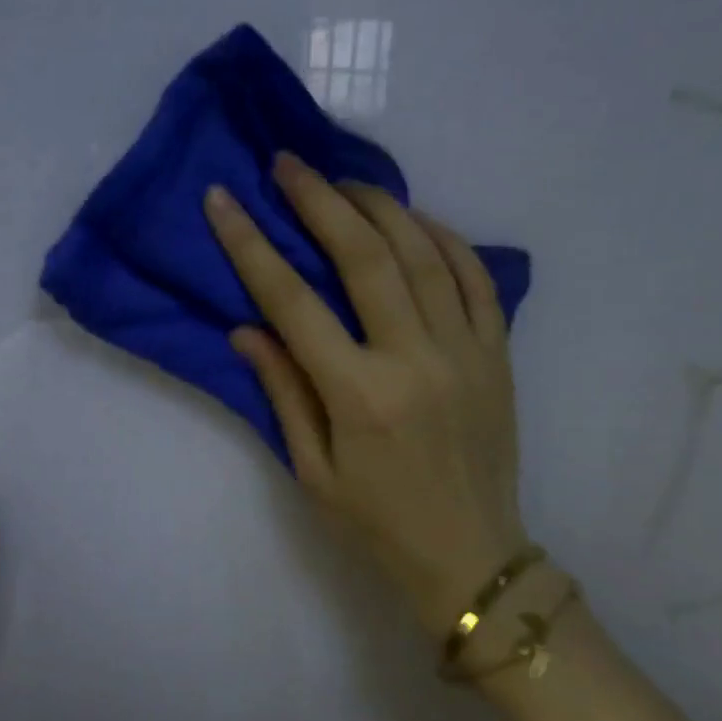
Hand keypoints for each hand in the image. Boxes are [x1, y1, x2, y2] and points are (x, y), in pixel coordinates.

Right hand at [204, 154, 527, 641]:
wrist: (471, 556)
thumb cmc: (377, 522)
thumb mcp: (312, 470)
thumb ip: (282, 391)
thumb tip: (247, 327)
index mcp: (359, 395)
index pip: (293, 302)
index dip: (250, 246)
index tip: (223, 202)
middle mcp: (414, 360)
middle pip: (365, 256)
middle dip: (320, 200)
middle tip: (288, 164)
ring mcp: (466, 352)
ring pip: (424, 253)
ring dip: (381, 206)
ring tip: (344, 182)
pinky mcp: (498, 354)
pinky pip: (476, 278)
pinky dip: (444, 238)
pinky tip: (415, 220)